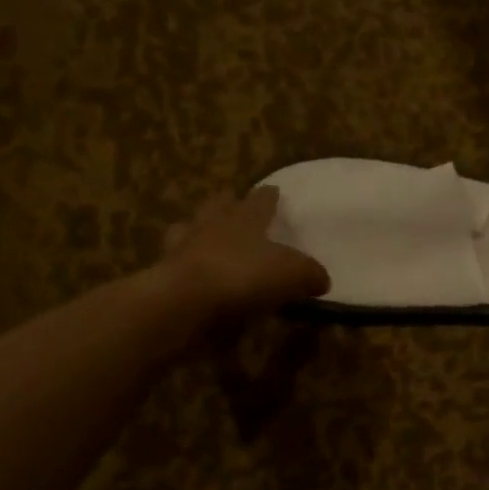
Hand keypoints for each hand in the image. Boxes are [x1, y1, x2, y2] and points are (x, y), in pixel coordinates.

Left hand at [163, 186, 329, 322]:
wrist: (186, 300)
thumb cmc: (243, 275)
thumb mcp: (292, 274)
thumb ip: (310, 274)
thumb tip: (322, 279)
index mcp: (245, 218)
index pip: (260, 200)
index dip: (269, 196)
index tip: (273, 189)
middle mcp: (212, 225)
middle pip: (219, 206)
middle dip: (227, 204)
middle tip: (232, 203)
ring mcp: (184, 247)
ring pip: (190, 229)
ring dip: (198, 230)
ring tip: (206, 237)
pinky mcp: (166, 274)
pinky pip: (178, 263)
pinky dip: (187, 265)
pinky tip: (196, 275)